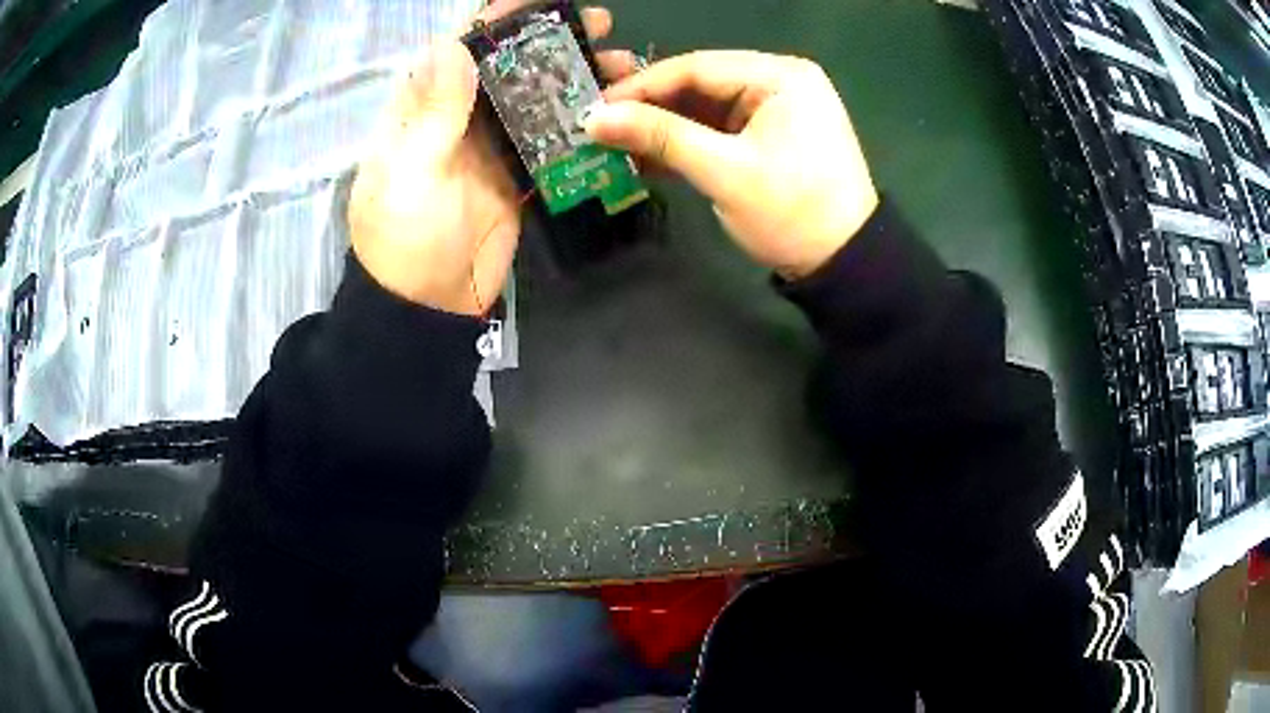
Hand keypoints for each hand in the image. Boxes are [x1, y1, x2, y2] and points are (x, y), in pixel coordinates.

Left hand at [348, 5, 616, 315]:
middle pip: (506, 66)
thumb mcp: (412, 172)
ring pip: (532, 99)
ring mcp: (488, 146)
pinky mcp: (514, 175)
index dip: (497, 19)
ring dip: (572, 78)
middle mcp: (456, 118)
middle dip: (549, 42)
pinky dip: (576, 124)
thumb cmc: (406, 239)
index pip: (460, 48)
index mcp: (422, 109)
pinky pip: (547, 139)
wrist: (427, 306)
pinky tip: (611, 110)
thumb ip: (434, 110)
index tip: (542, 1)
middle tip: (600, 24)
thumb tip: (450, 43)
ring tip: (620, 61)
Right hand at [585, 51, 879, 279]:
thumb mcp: (725, 172)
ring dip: (663, 128)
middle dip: (649, 107)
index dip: (641, 86)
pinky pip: (718, 130)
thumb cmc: (793, 213)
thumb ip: (660, 137)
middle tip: (599, 125)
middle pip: (700, 84)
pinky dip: (685, 143)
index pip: (697, 67)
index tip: (594, 107)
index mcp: (780, 76)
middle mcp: (779, 82)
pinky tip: (647, 157)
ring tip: (615, 144)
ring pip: (705, 108)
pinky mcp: (769, 136)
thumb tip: (594, 119)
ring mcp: (776, 109)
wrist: (845, 263)